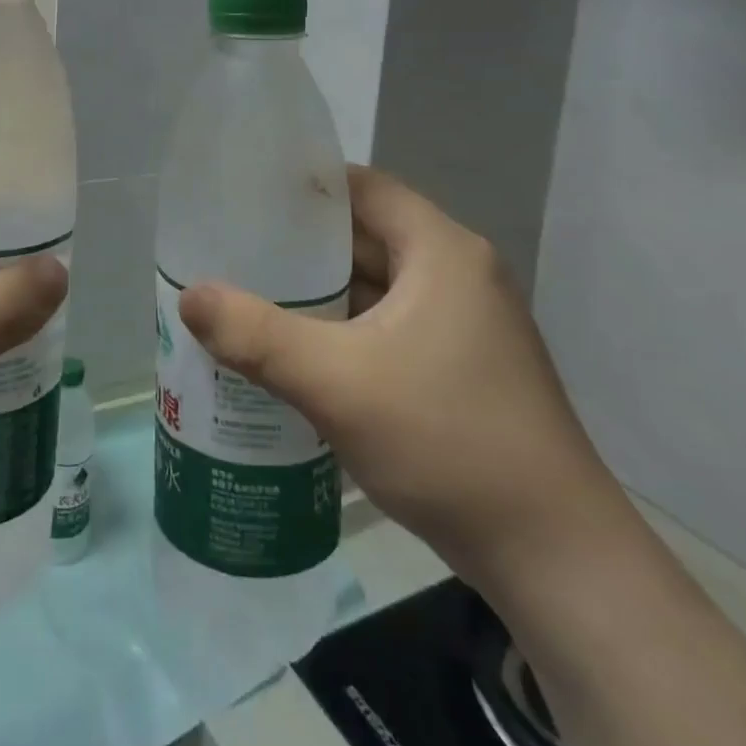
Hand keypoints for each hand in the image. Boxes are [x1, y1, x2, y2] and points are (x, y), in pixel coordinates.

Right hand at [177, 165, 621, 582]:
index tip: (247, 197)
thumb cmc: (447, 441)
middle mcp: (459, 274)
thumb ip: (255, 335)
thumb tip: (189, 297)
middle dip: (302, 245)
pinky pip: (390, 325)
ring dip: (321, 292)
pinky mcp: (464, 367)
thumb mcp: (336, 383)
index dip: (304, 186)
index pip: (363, 188)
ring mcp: (466, 324)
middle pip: (367, 235)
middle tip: (235, 251)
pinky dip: (345, 329)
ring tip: (252, 297)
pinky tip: (299, 352)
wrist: (556, 558)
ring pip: (377, 285)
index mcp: (442, 251)